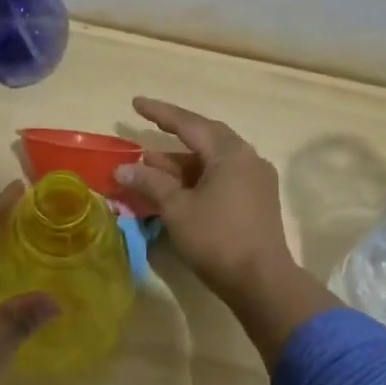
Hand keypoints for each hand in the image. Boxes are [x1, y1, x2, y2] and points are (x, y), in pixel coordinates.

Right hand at [116, 98, 337, 366]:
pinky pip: (223, 177)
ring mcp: (256, 179)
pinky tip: (178, 188)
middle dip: (175, 134)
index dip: (160, 113)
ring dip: (183, 162)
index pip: (189, 123)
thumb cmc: (217, 238)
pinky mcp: (258, 200)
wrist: (262, 281)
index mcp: (230, 152)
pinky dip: (198, 177)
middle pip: (206, 138)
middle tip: (149, 127)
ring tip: (152, 168)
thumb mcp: (177, 208)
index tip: (136, 103)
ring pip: (214, 160)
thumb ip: (150, 183)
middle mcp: (248, 158)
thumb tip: (123, 169)